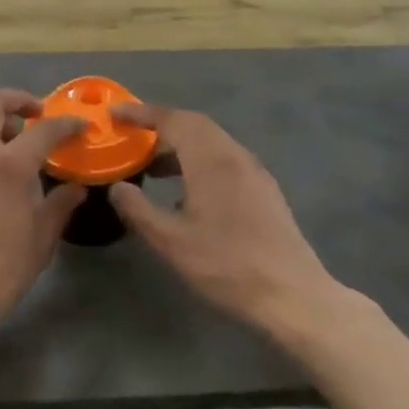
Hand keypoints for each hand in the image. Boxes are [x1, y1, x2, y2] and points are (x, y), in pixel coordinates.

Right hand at [109, 103, 340, 338]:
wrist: (292, 295)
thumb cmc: (226, 265)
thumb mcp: (171, 242)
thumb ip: (138, 210)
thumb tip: (117, 187)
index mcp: (210, 158)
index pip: (171, 119)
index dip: (141, 113)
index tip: (115, 113)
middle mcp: (234, 154)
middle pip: (194, 124)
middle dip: (161, 124)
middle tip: (132, 135)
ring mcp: (254, 171)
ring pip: (212, 142)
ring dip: (181, 145)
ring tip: (153, 168)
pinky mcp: (264, 189)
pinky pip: (225, 159)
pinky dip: (200, 160)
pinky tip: (188, 192)